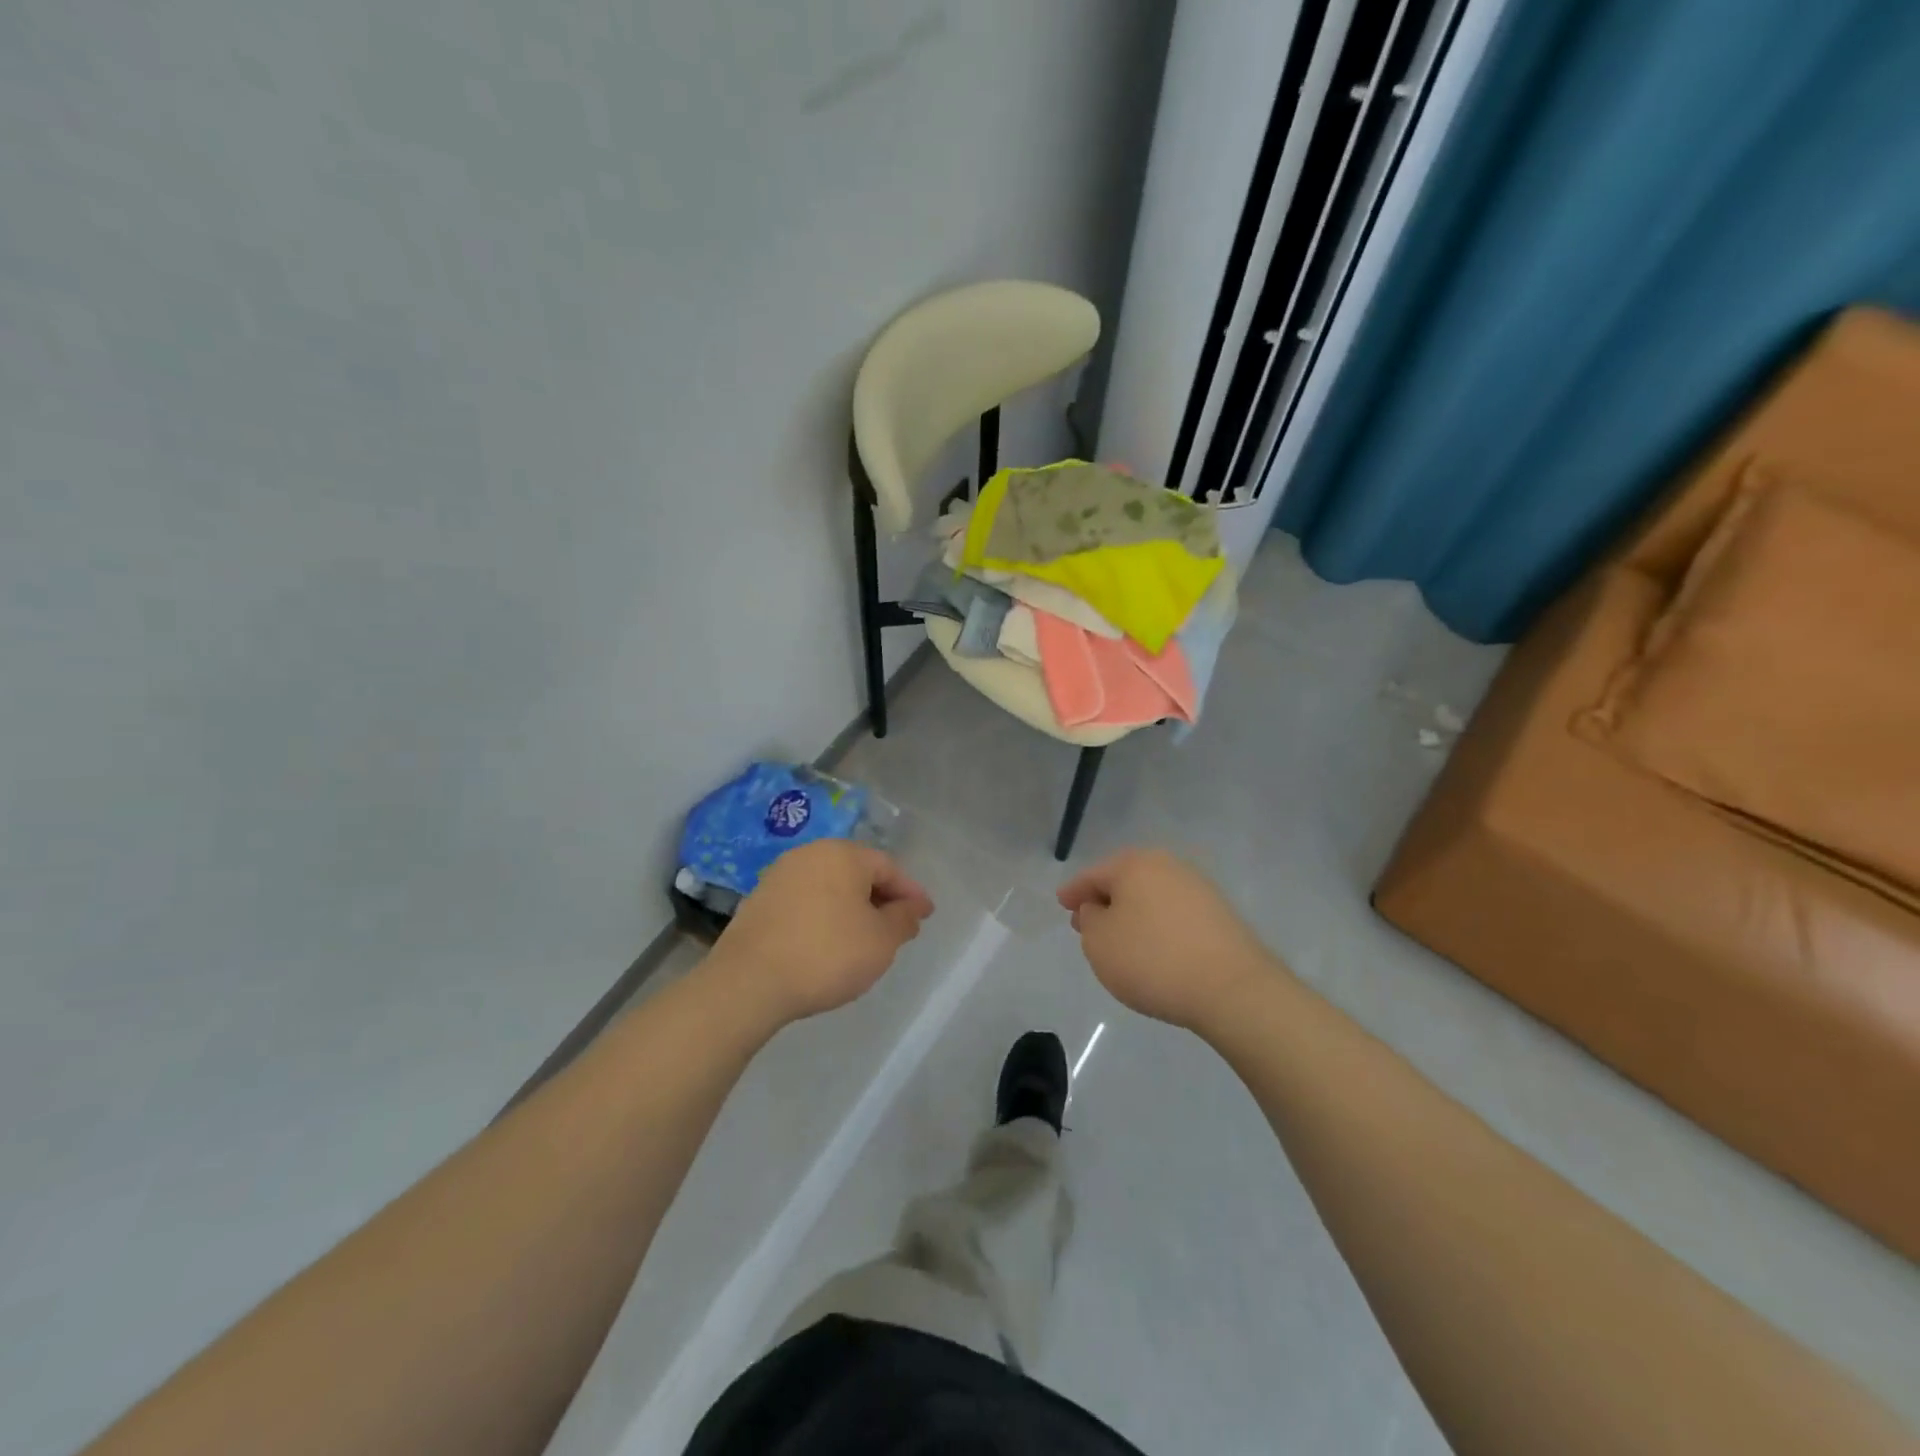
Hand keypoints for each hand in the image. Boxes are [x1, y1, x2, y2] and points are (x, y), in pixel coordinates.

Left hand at [710, 840, 933, 1022]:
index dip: (910, 893)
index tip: (925, 916)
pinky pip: (805, 902)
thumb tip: (911, 908)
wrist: (748, 982)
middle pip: (857, 873)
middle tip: (898, 928)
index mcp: (843, 854)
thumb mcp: (881, 941)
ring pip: (830, 887)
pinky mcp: (758, 901)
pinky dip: (823, 917)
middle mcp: (810, 854)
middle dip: (881, 899)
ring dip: (851, 908)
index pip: (888, 867)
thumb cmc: (827, 954)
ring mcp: (779, 875)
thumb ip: (902, 919)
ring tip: (864, 939)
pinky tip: (827, 944)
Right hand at [1057, 849, 1272, 1029]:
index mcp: (1135, 864)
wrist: (1232, 989)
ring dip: (1132, 913)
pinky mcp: (1220, 916)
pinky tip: (1153, 949)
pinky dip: (1157, 926)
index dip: (1074, 891)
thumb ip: (1090, 919)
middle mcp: (1168, 866)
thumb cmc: (1153, 960)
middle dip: (1104, 900)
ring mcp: (1199, 889)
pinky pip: (1174, 914)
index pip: (1094, 874)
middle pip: (1125, 880)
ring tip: (1119, 940)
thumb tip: (1099, 908)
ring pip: (1151, 896)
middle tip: (1086, 922)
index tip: (1062, 904)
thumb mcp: (1100, 942)